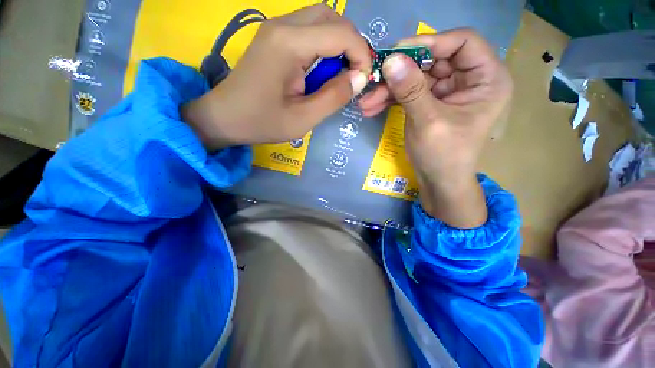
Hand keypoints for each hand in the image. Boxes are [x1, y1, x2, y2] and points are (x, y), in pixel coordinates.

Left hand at [183, 4, 370, 150]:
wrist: (225, 117)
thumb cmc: (262, 122)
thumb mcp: (303, 118)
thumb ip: (334, 97)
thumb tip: (359, 78)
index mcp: (290, 44)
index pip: (341, 33)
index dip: (361, 54)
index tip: (363, 80)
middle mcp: (283, 25)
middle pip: (332, 17)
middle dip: (351, 44)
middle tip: (353, 74)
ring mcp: (276, 28)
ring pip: (320, 20)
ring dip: (337, 44)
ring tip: (338, 75)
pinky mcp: (273, 37)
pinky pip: (307, 31)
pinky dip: (323, 47)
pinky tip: (320, 71)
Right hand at [359, 29, 512, 227]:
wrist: (438, 182)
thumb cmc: (444, 156)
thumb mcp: (428, 122)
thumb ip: (411, 90)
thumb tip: (390, 60)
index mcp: (487, 79)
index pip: (462, 42)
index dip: (430, 42)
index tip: (398, 52)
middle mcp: (469, 80)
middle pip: (433, 60)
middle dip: (401, 71)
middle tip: (374, 78)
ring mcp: (447, 92)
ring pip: (416, 78)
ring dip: (389, 89)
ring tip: (366, 101)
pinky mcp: (430, 103)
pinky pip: (409, 93)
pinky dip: (391, 99)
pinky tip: (372, 107)